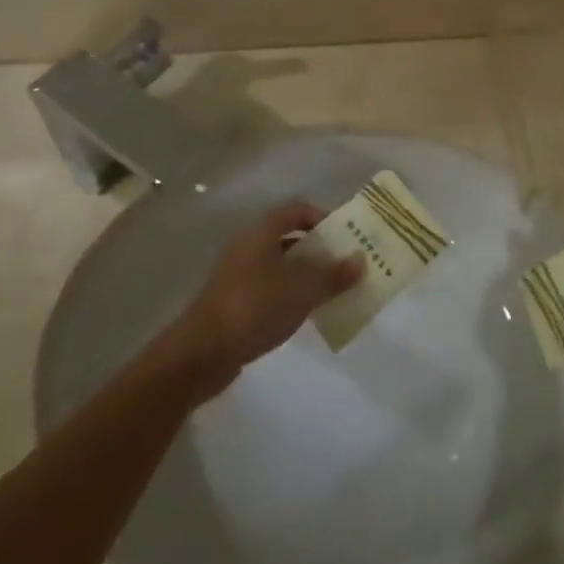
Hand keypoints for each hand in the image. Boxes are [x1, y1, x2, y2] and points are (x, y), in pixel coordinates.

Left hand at [163, 202, 363, 400]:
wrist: (201, 354)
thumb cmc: (254, 308)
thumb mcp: (302, 290)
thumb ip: (333, 275)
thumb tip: (361, 259)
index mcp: (261, 232)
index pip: (297, 210)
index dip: (323, 218)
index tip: (345, 236)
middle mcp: (248, 246)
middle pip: (290, 237)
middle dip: (319, 249)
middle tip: (345, 264)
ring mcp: (238, 274)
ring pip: (280, 265)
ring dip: (305, 274)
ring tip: (331, 290)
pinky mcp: (233, 301)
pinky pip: (269, 288)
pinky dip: (289, 294)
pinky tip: (304, 312)